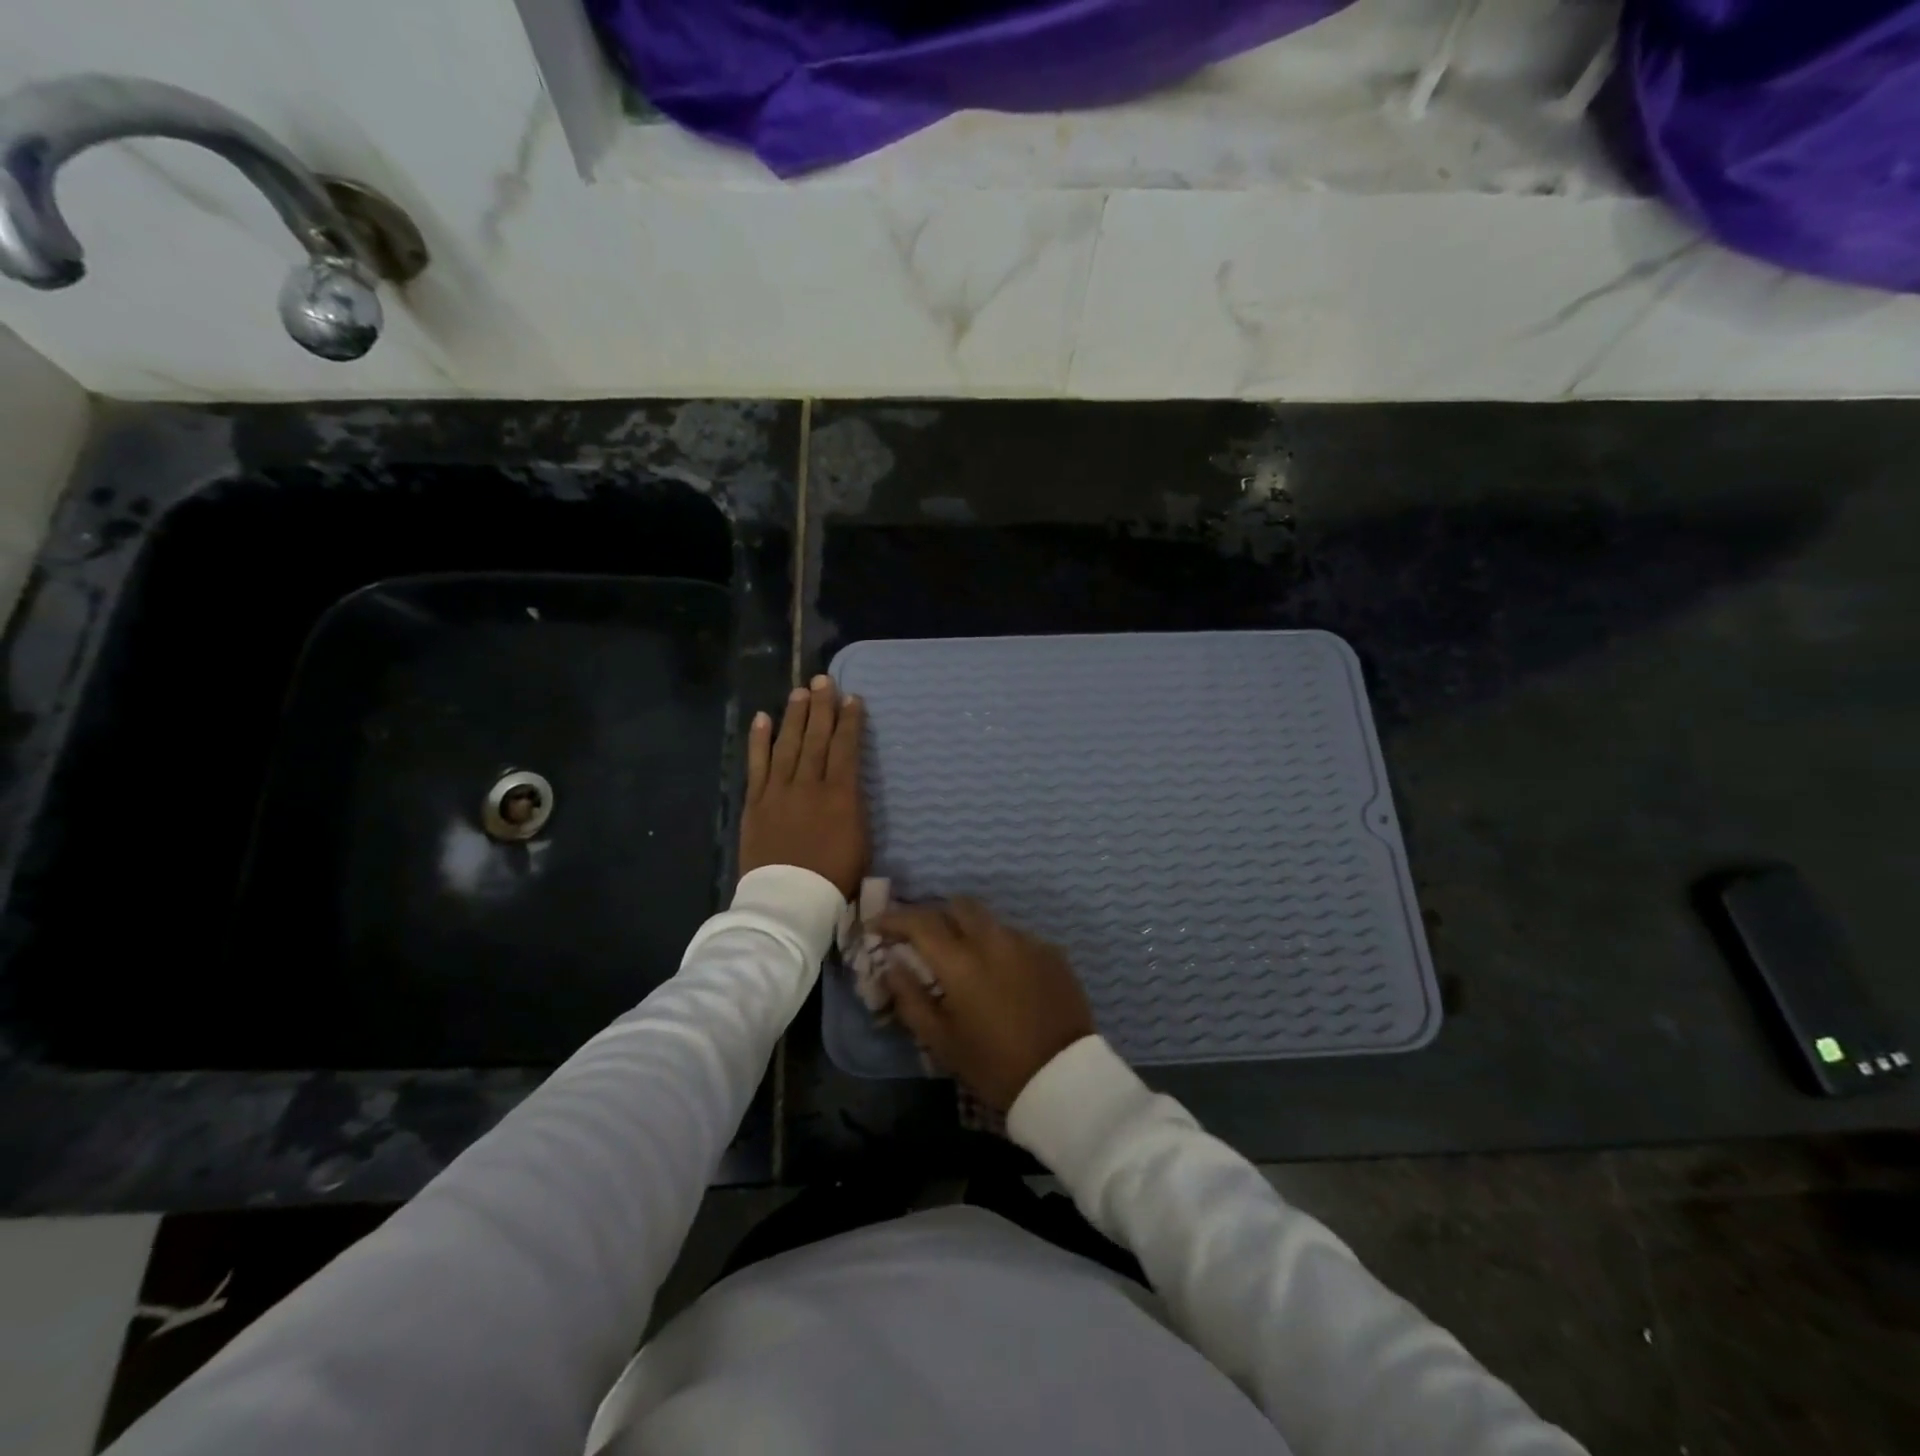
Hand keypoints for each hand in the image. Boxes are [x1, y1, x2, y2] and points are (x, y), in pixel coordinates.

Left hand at [739, 675, 867, 897]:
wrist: (789, 900)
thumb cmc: (834, 878)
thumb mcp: (861, 843)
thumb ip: (854, 808)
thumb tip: (849, 786)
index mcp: (840, 795)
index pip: (846, 748)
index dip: (850, 721)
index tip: (852, 698)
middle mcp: (809, 785)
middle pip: (816, 738)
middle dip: (822, 707)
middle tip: (824, 680)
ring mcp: (778, 791)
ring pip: (788, 745)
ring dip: (794, 716)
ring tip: (800, 692)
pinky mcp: (755, 803)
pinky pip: (757, 765)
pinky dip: (759, 741)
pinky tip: (762, 718)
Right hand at [874, 898, 1094, 1110]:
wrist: (1064, 1078)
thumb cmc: (994, 1065)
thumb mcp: (942, 1042)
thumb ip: (911, 999)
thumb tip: (892, 966)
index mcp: (962, 962)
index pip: (920, 922)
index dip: (894, 919)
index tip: (878, 925)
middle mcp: (994, 940)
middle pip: (958, 905)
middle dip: (937, 915)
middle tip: (925, 938)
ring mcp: (1027, 942)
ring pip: (989, 920)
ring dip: (971, 931)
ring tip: (967, 960)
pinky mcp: (1052, 952)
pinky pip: (1017, 937)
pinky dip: (1000, 947)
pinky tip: (1003, 976)